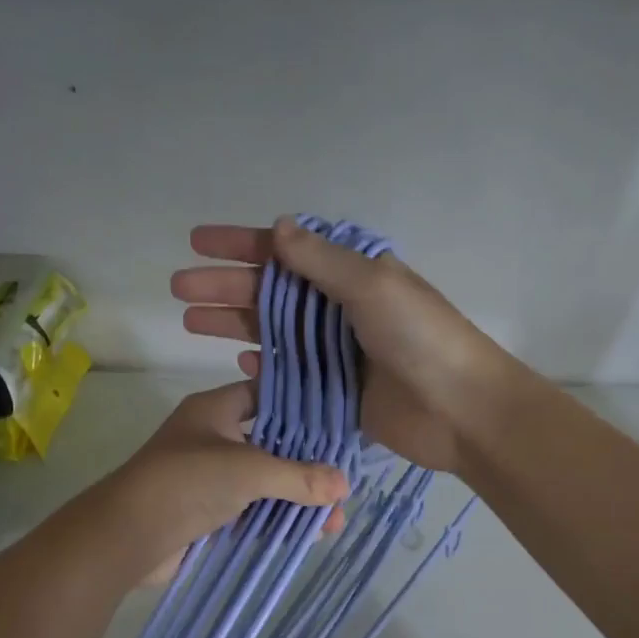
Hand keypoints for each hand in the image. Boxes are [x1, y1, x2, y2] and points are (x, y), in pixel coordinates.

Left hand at [99, 380, 348, 584]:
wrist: (127, 536)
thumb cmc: (186, 482)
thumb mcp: (249, 470)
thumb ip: (299, 476)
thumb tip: (345, 485)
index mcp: (214, 410)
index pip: (264, 395)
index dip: (300, 406)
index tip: (338, 423)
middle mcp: (212, 439)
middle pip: (270, 444)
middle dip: (307, 465)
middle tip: (343, 482)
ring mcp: (209, 478)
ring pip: (263, 483)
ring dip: (296, 499)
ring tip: (334, 519)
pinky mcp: (207, 514)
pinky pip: (251, 512)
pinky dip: (277, 521)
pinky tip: (308, 534)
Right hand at [173, 217, 514, 471]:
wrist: (460, 409)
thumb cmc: (420, 338)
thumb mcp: (371, 285)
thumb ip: (321, 261)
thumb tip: (278, 228)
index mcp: (351, 275)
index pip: (285, 252)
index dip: (240, 245)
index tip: (196, 242)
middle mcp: (340, 309)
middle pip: (271, 293)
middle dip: (224, 287)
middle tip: (178, 289)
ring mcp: (337, 353)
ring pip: (274, 333)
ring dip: (234, 325)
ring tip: (190, 322)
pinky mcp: (336, 392)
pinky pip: (291, 375)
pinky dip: (266, 369)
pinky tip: (238, 365)